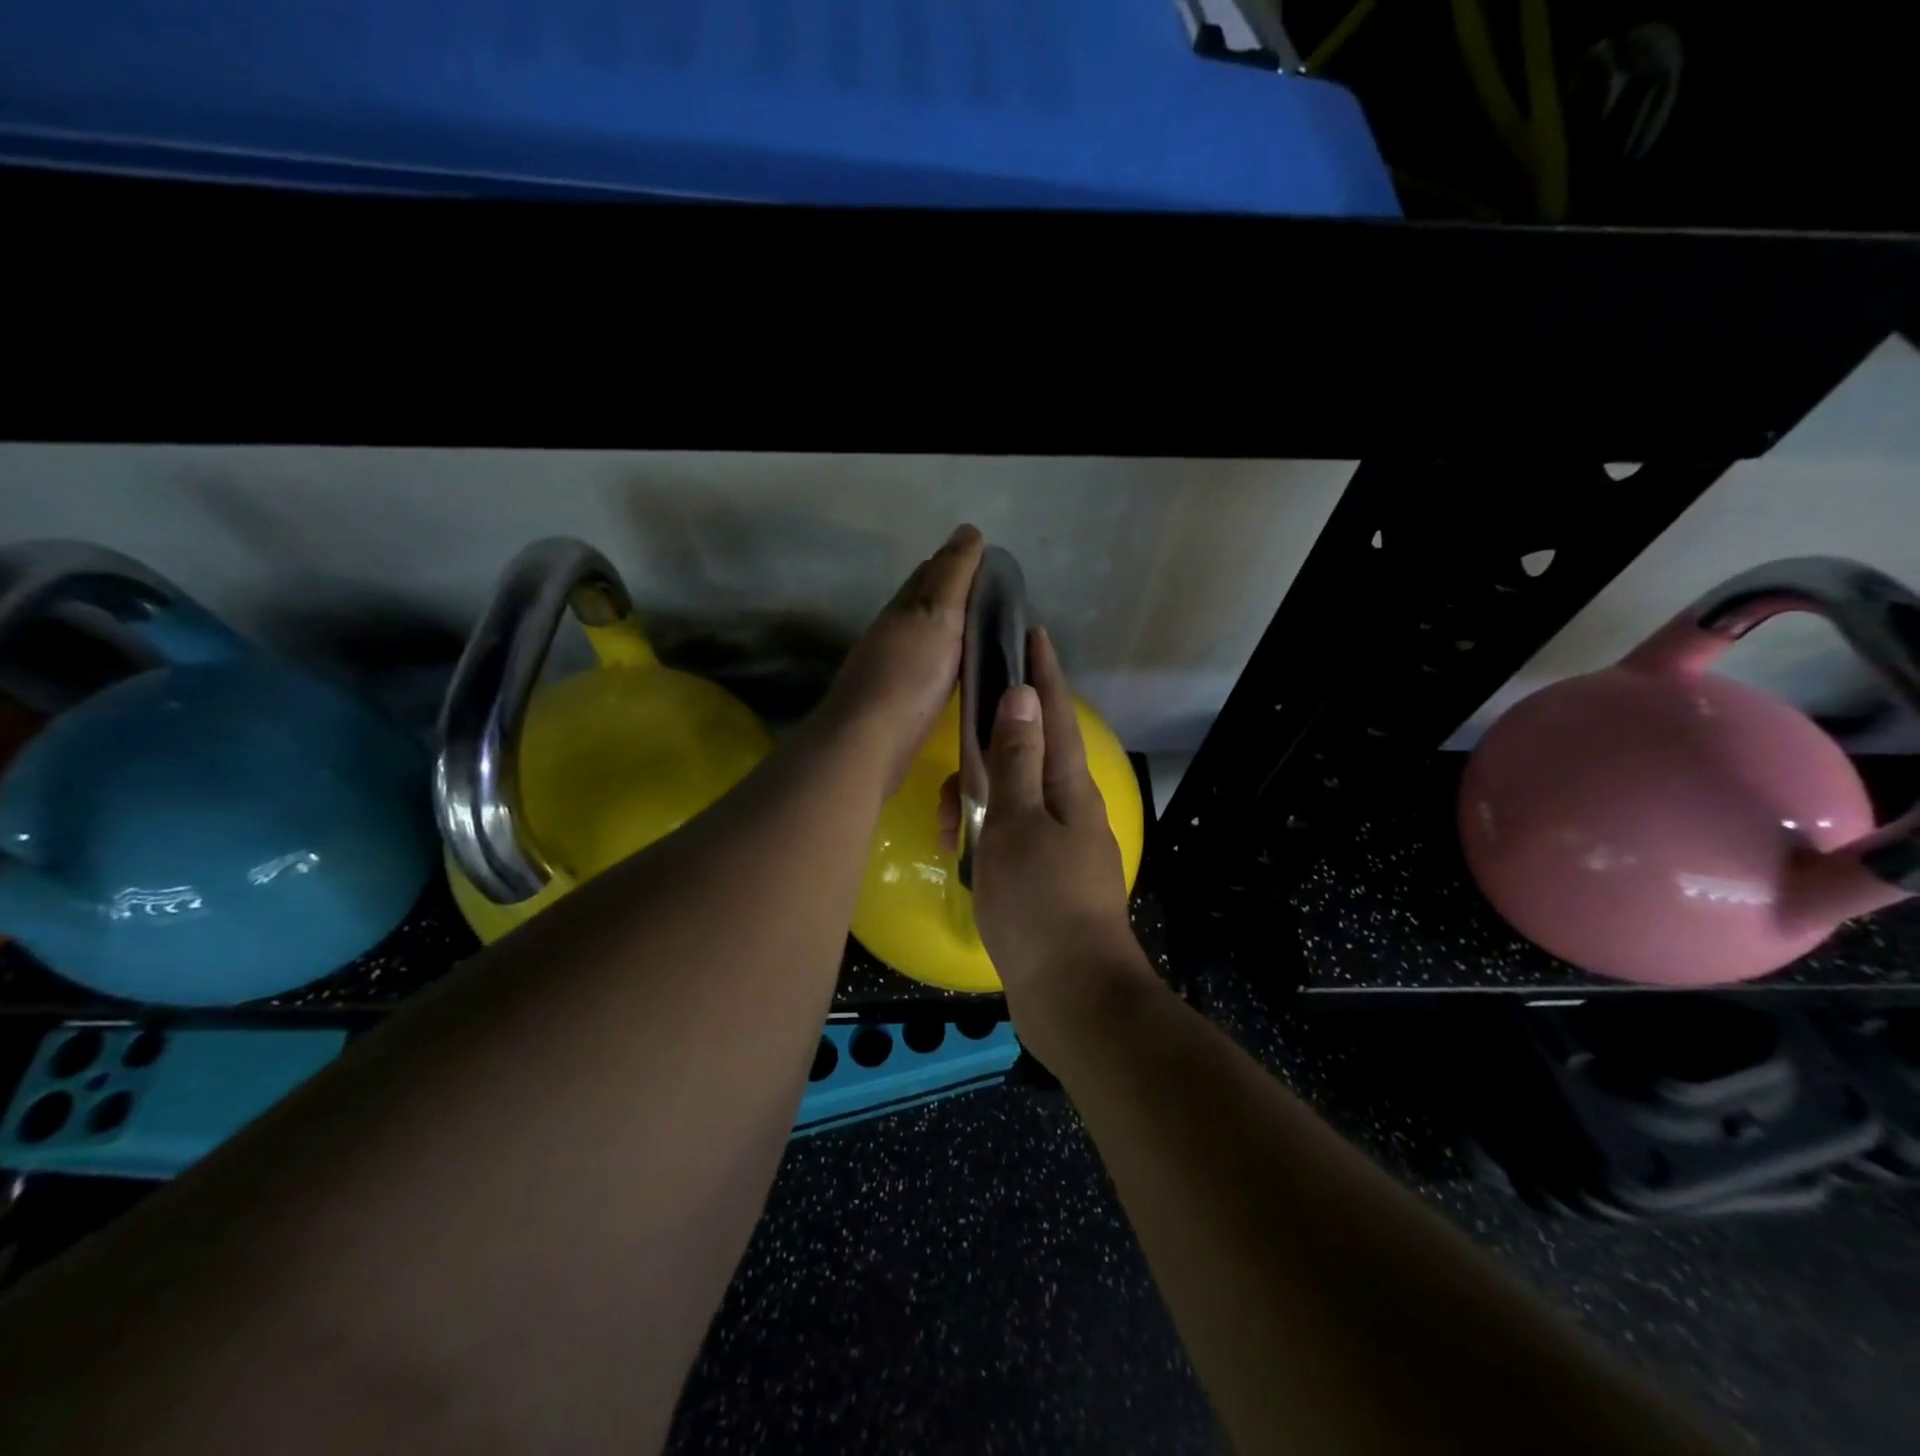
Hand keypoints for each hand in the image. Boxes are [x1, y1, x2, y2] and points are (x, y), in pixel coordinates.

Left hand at [818, 525, 983, 795]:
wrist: (869, 741)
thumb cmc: (908, 674)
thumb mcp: (937, 615)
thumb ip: (953, 575)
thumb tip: (968, 530)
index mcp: (904, 606)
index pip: (932, 571)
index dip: (960, 561)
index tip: (993, 564)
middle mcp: (893, 631)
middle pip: (925, 601)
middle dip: (955, 592)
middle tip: (996, 598)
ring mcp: (891, 667)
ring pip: (925, 636)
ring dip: (950, 628)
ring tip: (985, 633)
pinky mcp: (897, 701)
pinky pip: (927, 668)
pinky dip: (945, 659)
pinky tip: (958, 671)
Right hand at [969, 629, 1146, 1027]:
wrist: (1071, 996)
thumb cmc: (1040, 903)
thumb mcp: (1018, 823)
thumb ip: (1018, 760)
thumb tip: (1023, 696)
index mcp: (1070, 788)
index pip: (1054, 714)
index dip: (1043, 672)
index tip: (1031, 632)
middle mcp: (1069, 810)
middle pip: (1027, 757)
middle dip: (988, 752)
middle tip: (957, 762)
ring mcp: (1057, 846)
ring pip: (1009, 802)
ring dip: (976, 805)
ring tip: (948, 828)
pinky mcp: (1042, 879)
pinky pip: (1006, 840)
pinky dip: (982, 840)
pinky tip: (958, 855)